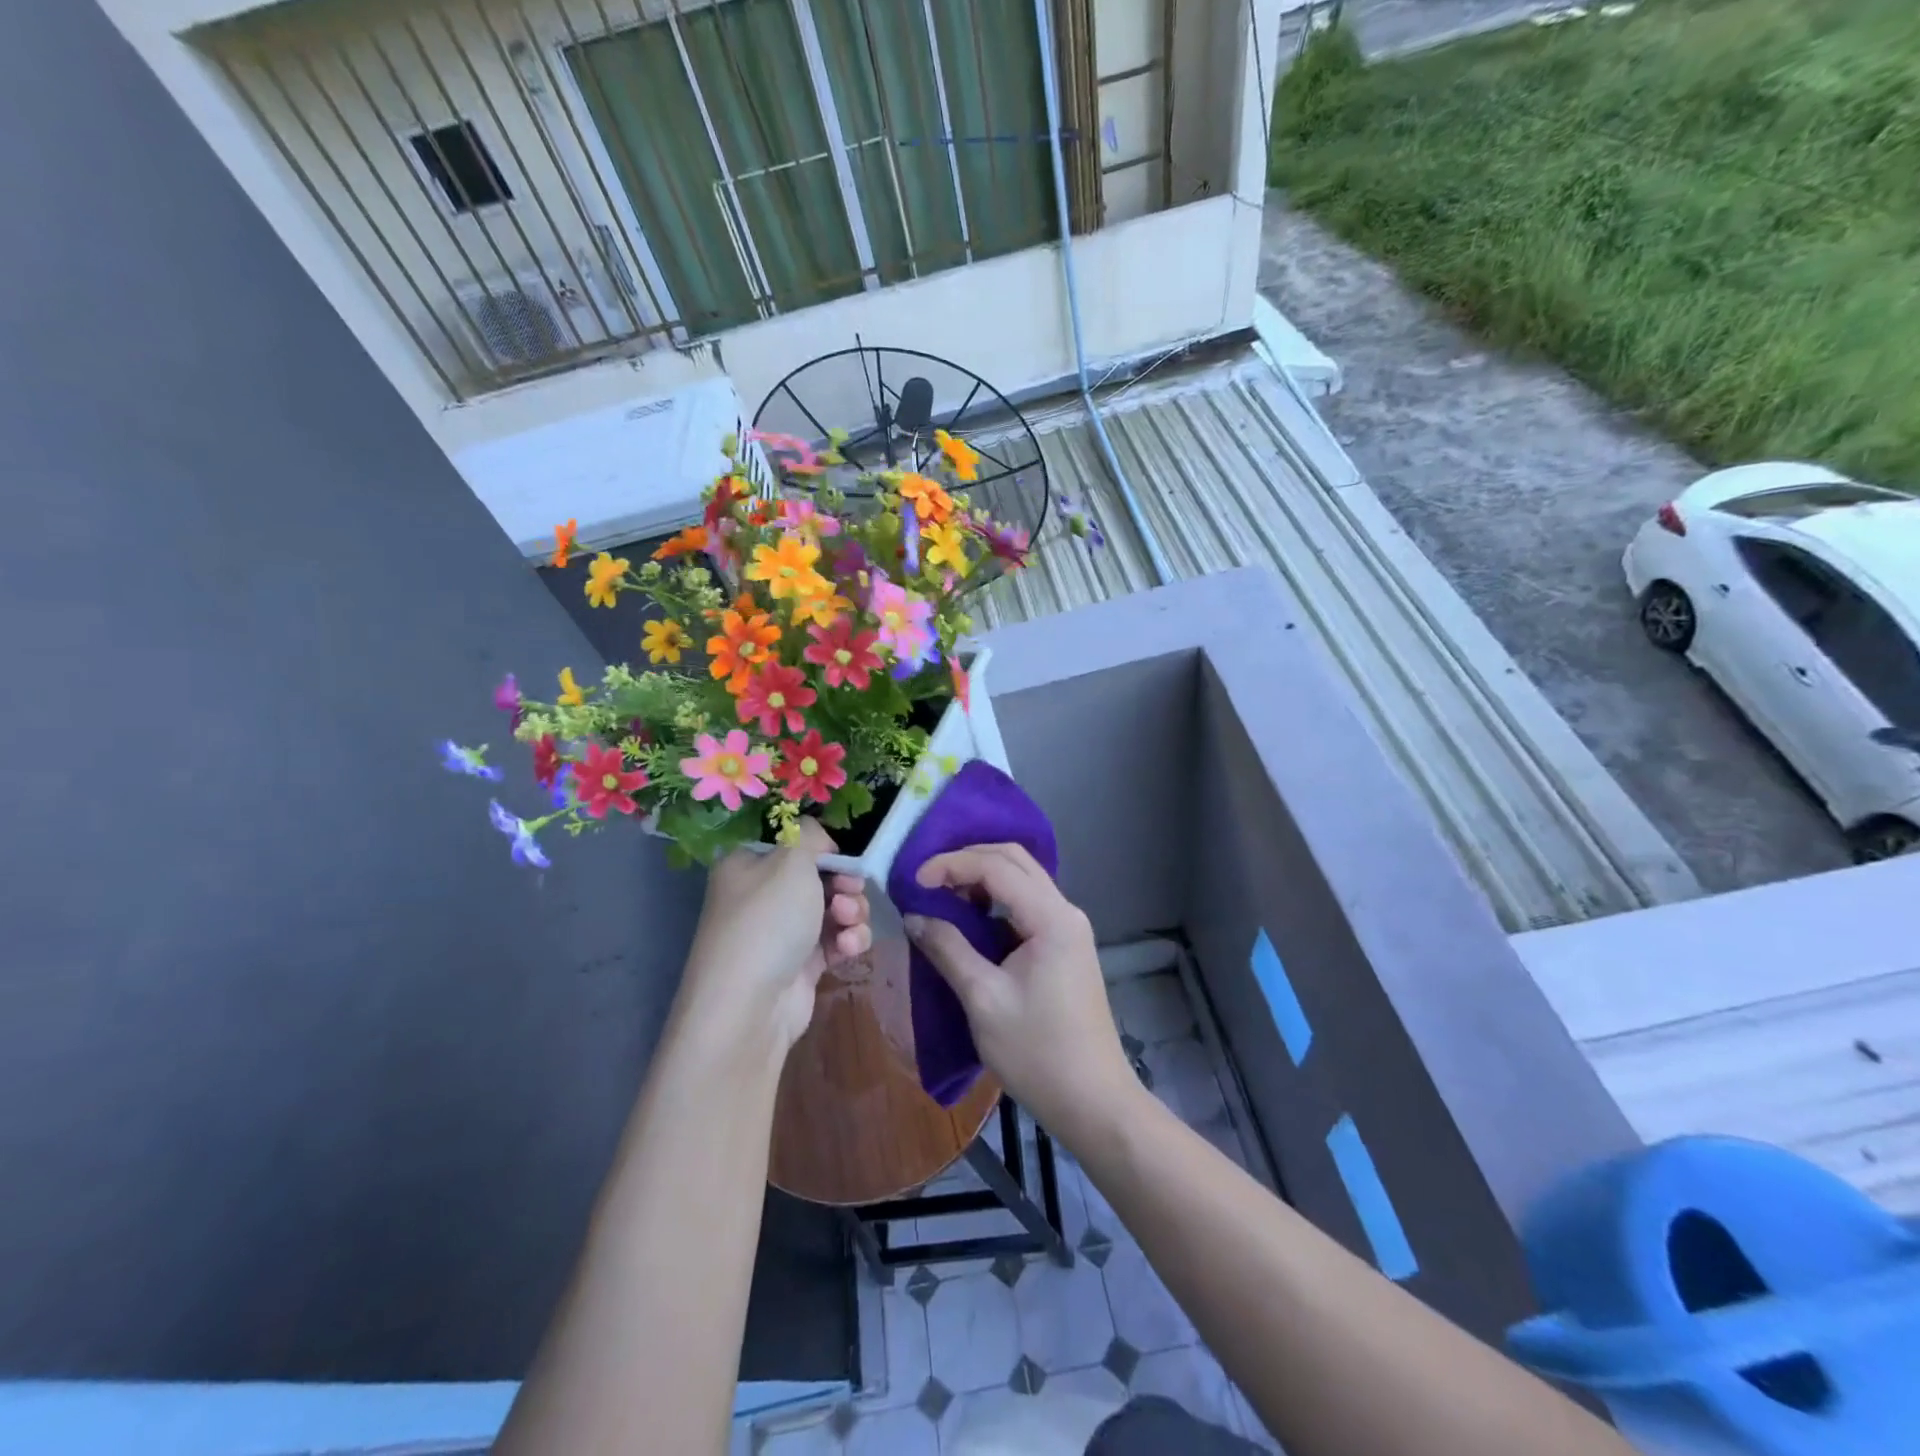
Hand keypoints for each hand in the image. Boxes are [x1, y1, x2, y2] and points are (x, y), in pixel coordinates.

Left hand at [681, 819, 871, 1053]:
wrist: (750, 1006)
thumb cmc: (768, 920)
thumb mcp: (791, 860)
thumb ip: (811, 836)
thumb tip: (820, 840)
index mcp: (748, 865)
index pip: (792, 844)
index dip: (821, 849)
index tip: (839, 859)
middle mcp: (762, 895)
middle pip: (820, 876)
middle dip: (844, 883)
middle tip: (848, 892)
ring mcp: (782, 932)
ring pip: (834, 908)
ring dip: (852, 912)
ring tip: (848, 923)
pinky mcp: (802, 963)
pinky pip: (836, 940)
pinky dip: (849, 940)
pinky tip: (849, 948)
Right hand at [904, 844, 1134, 1142]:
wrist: (1092, 1101)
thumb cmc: (1037, 1052)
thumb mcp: (983, 999)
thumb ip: (948, 949)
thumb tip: (914, 917)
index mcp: (1052, 918)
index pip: (997, 866)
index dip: (952, 865)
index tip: (915, 883)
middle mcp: (1065, 911)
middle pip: (1014, 860)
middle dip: (967, 860)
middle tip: (928, 881)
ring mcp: (1068, 927)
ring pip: (1021, 879)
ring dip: (981, 877)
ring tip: (942, 895)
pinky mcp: (1064, 945)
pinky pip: (1026, 904)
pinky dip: (994, 900)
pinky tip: (969, 917)